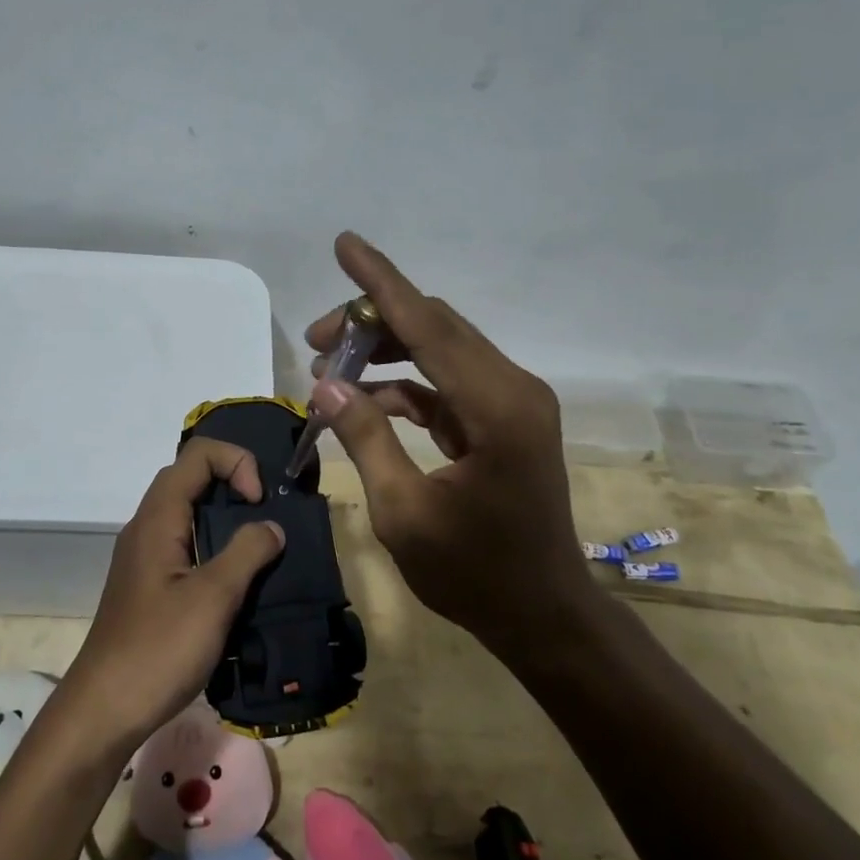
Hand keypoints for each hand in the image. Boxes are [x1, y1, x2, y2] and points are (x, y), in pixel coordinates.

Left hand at [61, 438, 283, 748]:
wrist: (104, 710)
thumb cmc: (158, 649)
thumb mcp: (213, 598)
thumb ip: (247, 553)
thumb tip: (272, 526)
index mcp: (158, 518)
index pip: (197, 455)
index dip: (235, 462)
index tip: (258, 501)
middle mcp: (146, 526)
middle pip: (189, 477)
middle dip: (232, 482)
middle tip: (265, 516)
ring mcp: (144, 555)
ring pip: (186, 511)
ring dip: (224, 516)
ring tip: (259, 545)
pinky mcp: (148, 583)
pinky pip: (183, 542)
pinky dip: (213, 543)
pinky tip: (234, 579)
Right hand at [304, 232, 595, 643]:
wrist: (544, 616)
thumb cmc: (475, 574)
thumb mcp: (404, 511)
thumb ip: (365, 438)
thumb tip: (325, 383)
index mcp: (495, 407)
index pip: (428, 326)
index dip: (381, 283)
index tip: (345, 243)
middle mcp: (512, 387)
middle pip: (434, 327)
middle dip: (371, 322)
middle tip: (315, 340)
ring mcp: (511, 402)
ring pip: (439, 349)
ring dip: (385, 352)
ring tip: (328, 366)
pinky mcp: (503, 418)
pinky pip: (446, 382)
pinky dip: (404, 384)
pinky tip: (364, 400)